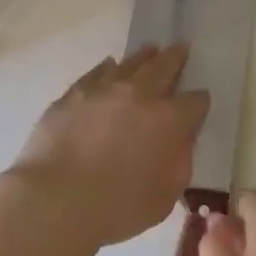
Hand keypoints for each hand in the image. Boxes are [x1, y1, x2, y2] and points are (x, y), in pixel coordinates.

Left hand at [12, 45, 209, 251]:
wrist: (56, 200)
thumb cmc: (117, 207)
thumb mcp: (165, 196)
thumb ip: (180, 163)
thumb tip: (182, 141)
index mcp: (169, 120)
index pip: (195, 101)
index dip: (200, 102)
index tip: (199, 103)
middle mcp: (140, 95)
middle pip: (164, 66)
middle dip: (176, 58)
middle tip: (181, 48)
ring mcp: (104, 89)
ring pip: (130, 63)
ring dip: (144, 57)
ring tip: (150, 50)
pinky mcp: (74, 94)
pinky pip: (97, 72)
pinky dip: (108, 68)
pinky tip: (110, 66)